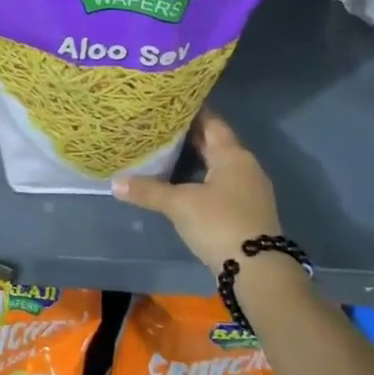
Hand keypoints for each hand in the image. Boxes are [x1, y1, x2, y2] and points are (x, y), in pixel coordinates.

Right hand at [111, 111, 285, 277]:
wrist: (257, 270)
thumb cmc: (219, 224)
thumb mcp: (179, 205)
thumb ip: (148, 191)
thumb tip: (115, 182)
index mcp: (232, 155)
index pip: (211, 122)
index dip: (190, 111)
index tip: (166, 104)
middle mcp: (245, 166)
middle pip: (215, 142)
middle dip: (188, 135)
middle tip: (158, 126)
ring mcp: (248, 190)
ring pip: (218, 164)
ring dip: (195, 158)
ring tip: (164, 152)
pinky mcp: (246, 210)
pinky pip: (220, 183)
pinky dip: (201, 178)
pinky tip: (181, 184)